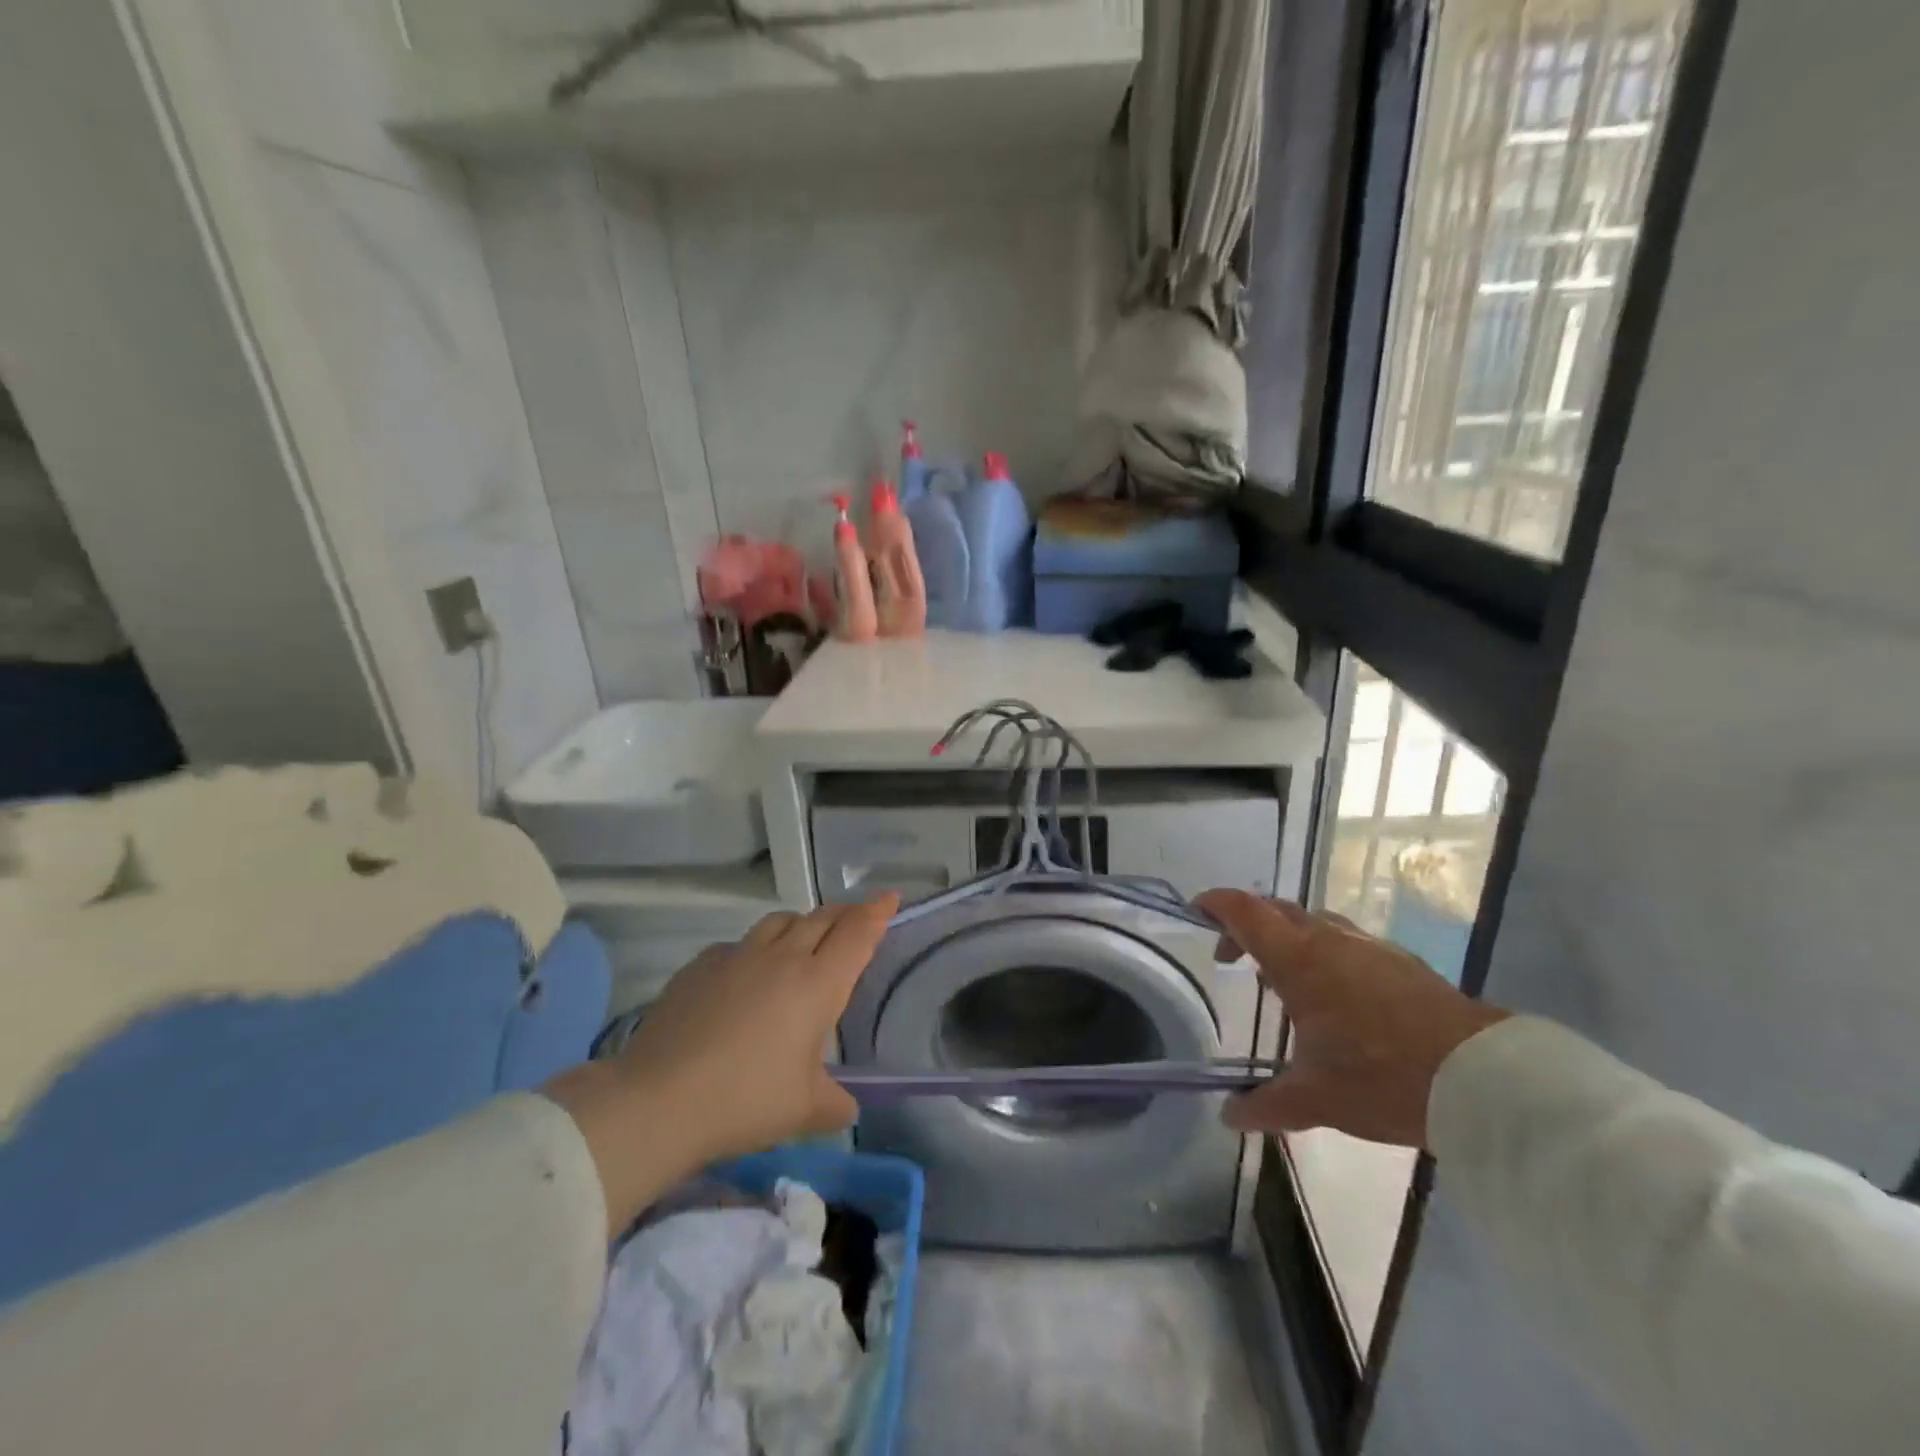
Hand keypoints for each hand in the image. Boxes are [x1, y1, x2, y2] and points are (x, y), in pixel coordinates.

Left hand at [545, 894, 896, 1231]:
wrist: (659, 1100)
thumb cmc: (746, 1101)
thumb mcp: (804, 1110)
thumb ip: (835, 1102)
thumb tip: (845, 1104)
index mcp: (816, 984)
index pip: (856, 934)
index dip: (877, 913)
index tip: (890, 897)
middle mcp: (781, 958)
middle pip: (821, 918)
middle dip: (845, 914)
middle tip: (857, 918)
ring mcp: (737, 956)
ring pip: (779, 921)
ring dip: (800, 924)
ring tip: (803, 940)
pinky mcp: (700, 965)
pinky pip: (739, 944)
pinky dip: (756, 950)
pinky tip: (746, 975)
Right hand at [1195, 889, 1507, 1148]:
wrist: (1486, 1078)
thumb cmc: (1384, 1077)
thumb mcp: (1317, 1099)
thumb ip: (1267, 1105)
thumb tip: (1228, 1117)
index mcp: (1299, 959)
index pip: (1244, 911)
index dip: (1215, 905)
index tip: (1196, 914)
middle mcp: (1330, 940)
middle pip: (1276, 910)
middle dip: (1247, 925)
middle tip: (1233, 957)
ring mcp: (1370, 947)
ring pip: (1315, 923)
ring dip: (1289, 939)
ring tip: (1284, 979)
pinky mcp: (1402, 963)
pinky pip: (1347, 942)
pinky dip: (1325, 953)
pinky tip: (1337, 996)